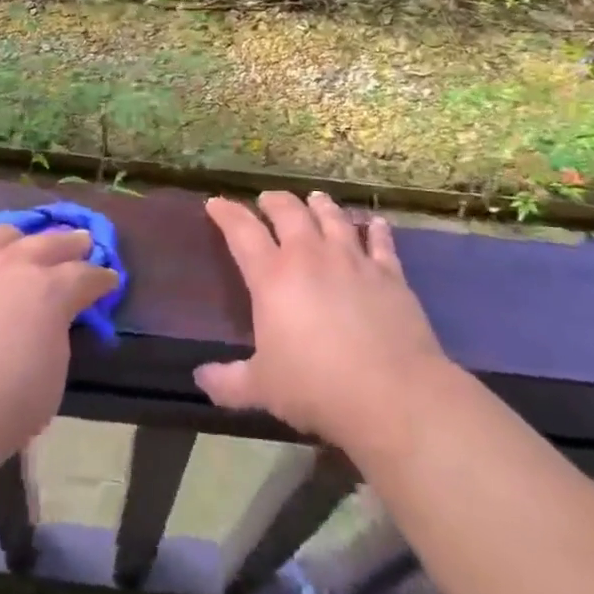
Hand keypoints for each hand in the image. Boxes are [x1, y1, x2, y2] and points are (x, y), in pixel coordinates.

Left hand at [0, 224, 119, 479]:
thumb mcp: (50, 381)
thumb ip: (56, 339)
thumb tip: (50, 323)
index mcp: (50, 290)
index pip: (86, 276)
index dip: (102, 279)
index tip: (110, 281)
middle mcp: (14, 265)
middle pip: (51, 242)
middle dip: (71, 244)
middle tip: (83, 243)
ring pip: (6, 235)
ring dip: (25, 239)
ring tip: (28, 245)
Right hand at [196, 191, 452, 457]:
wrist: (392, 395)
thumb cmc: (317, 387)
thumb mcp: (263, 389)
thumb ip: (228, 382)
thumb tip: (201, 378)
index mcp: (272, 277)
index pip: (242, 231)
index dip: (226, 213)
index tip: (216, 202)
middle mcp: (310, 256)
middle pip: (288, 212)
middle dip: (274, 201)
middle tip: (267, 200)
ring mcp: (352, 259)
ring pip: (332, 217)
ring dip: (320, 205)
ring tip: (314, 198)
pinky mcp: (388, 273)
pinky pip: (380, 241)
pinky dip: (375, 229)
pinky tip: (375, 223)